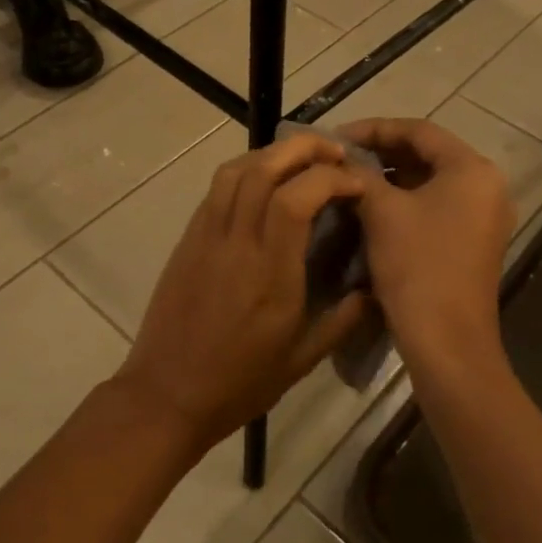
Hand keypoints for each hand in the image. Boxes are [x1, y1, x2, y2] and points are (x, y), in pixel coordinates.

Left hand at [115, 134, 374, 454]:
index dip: (331, 178)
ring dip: (272, 153)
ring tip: (301, 161)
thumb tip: (374, 291)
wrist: (166, 394)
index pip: (296, 198)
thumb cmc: (239, 383)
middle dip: (304, 148)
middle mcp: (236, 242)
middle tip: (336, 153)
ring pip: (236, 170)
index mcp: (269, 273)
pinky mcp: (188, 239)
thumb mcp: (302, 360)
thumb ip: (342, 320)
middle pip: (264, 168)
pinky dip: (245, 171)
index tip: (358, 183)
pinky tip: (264, 184)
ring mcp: (206, 236)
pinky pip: (216, 189)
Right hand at [341, 118, 513, 382]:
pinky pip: (436, 206)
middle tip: (341, 156)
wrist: (447, 342)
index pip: (419, 130)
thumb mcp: (382, 211)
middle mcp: (487, 186)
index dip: (374, 128)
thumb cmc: (417, 266)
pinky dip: (405, 200)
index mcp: (472, 169)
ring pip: (430, 181)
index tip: (336, 136)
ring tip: (350, 178)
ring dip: (391, 176)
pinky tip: (372, 207)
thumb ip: (361, 174)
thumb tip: (342, 160)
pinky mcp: (474, 242)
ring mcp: (484, 217)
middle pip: (428, 153)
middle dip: (381, 152)